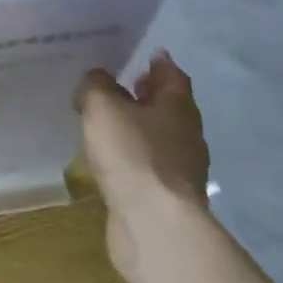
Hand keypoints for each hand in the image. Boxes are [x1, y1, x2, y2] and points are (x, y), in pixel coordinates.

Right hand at [75, 52, 210, 281]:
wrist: (154, 226)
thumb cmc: (132, 154)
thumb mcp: (102, 106)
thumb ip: (95, 85)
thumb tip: (96, 80)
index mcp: (179, 107)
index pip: (173, 76)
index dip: (158, 64)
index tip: (143, 55)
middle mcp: (186, 135)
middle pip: (167, 107)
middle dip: (145, 96)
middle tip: (117, 86)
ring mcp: (180, 171)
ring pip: (157, 139)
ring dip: (136, 129)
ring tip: (105, 124)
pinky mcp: (166, 199)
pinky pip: (147, 168)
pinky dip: (131, 159)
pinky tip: (109, 161)